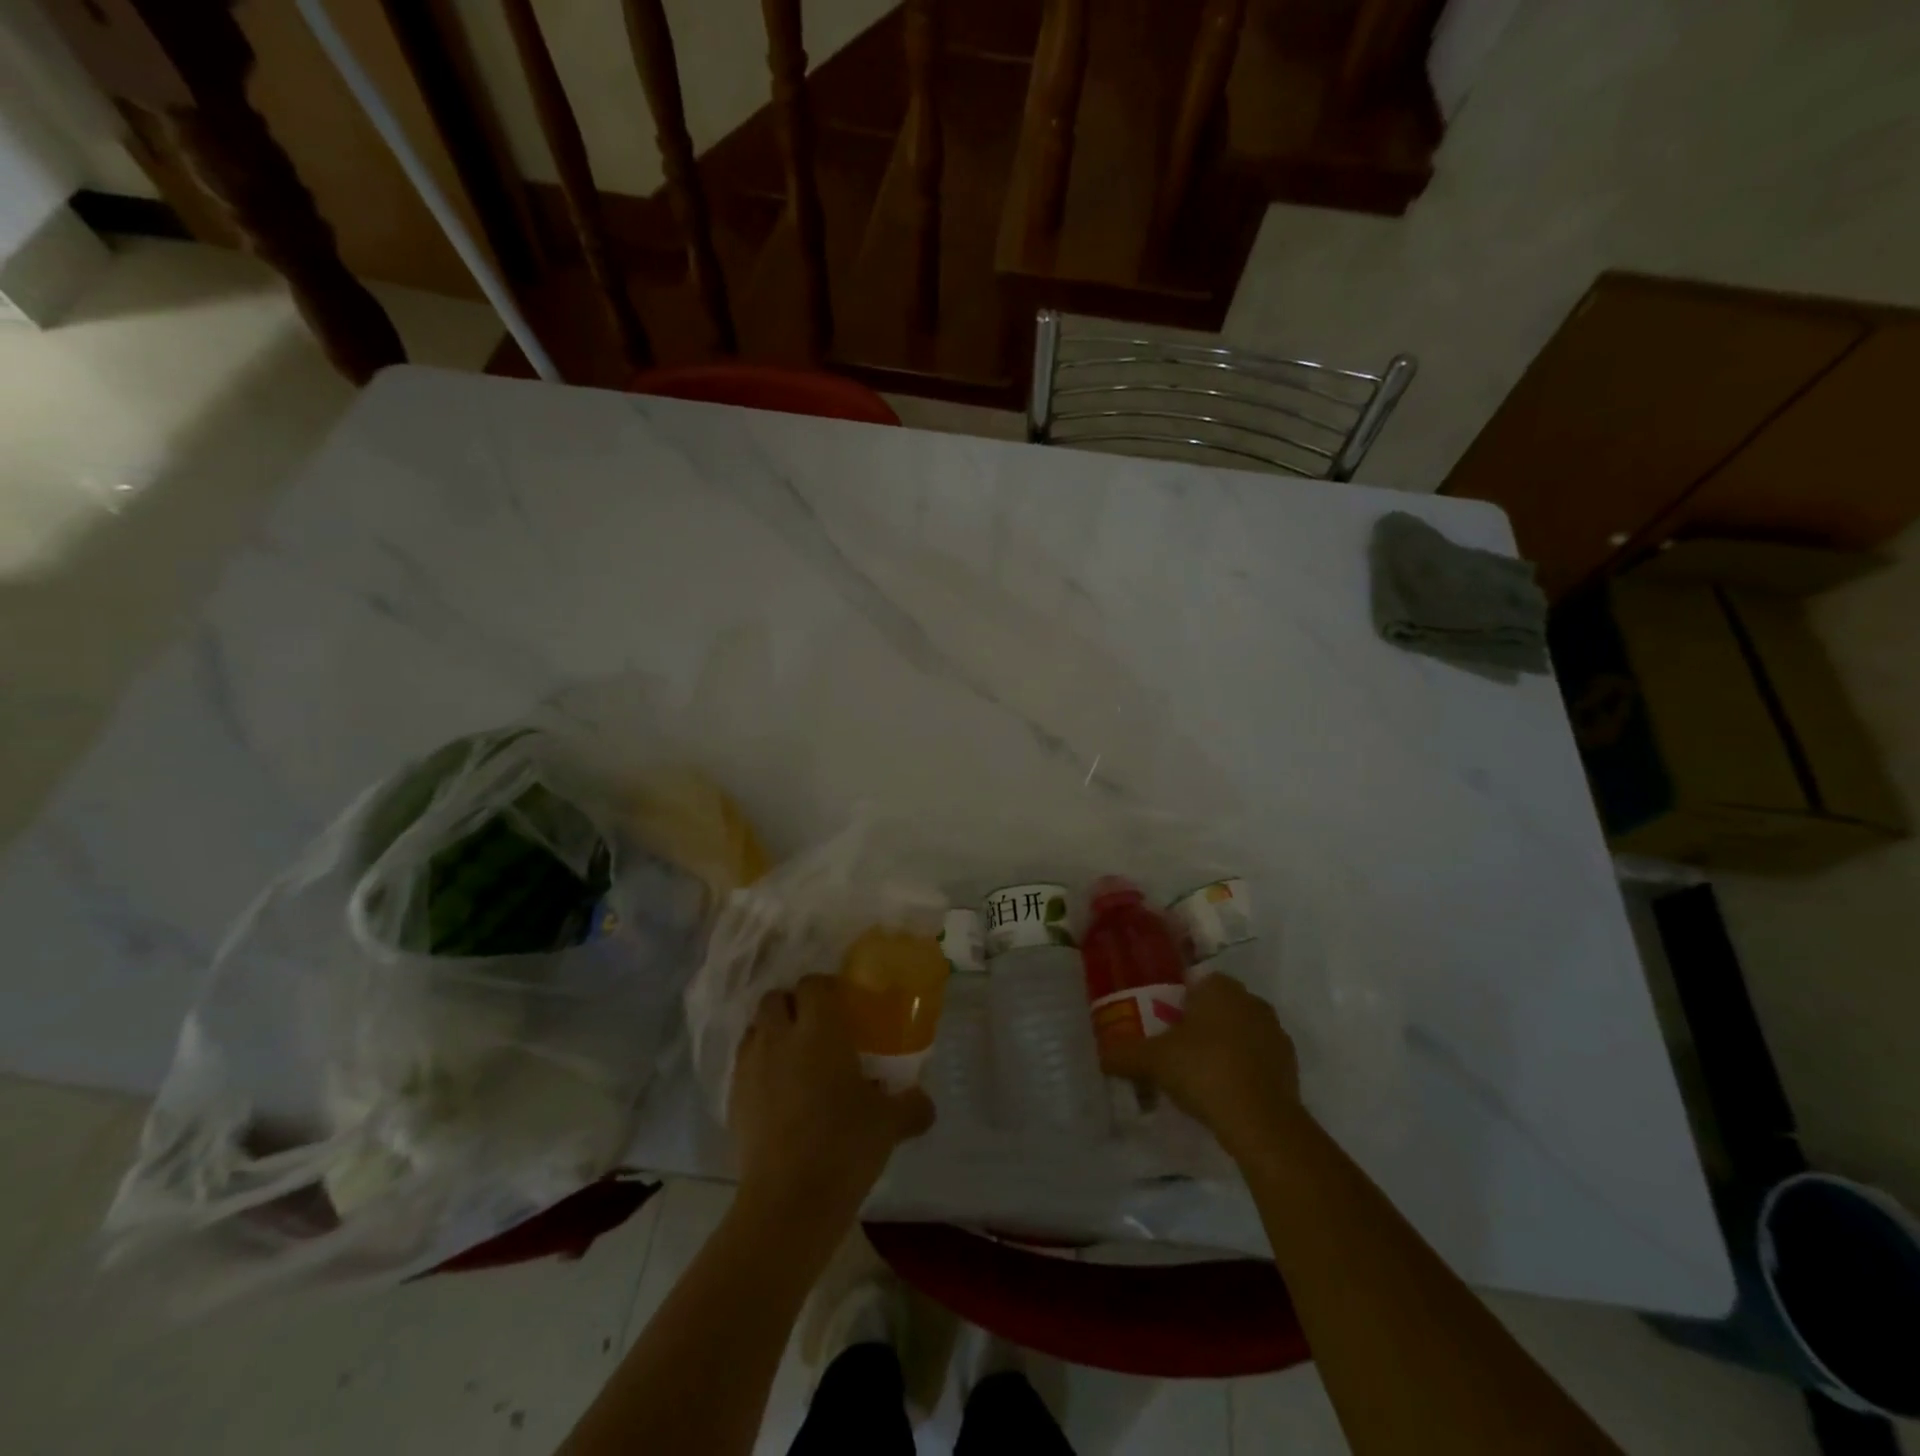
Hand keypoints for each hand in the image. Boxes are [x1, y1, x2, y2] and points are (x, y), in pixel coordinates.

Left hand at [729, 975, 934, 1237]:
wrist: (788, 1201)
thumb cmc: (844, 1145)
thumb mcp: (890, 1123)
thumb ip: (912, 1105)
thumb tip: (925, 1103)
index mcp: (819, 1029)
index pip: (813, 984)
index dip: (826, 988)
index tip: (843, 1005)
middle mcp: (780, 1037)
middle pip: (776, 998)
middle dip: (793, 1005)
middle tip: (817, 1028)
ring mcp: (750, 1067)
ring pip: (755, 1029)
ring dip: (772, 1033)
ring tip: (795, 1058)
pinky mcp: (733, 1100)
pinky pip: (744, 1065)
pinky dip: (759, 1068)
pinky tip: (779, 1094)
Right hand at [1101, 972, 1304, 1161]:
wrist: (1260, 1121)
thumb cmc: (1203, 1071)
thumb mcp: (1152, 1061)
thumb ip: (1124, 1054)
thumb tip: (1101, 1057)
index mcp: (1220, 988)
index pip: (1197, 983)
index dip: (1179, 1003)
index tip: (1164, 1026)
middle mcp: (1252, 1002)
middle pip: (1220, 1008)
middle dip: (1201, 1025)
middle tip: (1177, 1051)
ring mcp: (1275, 1034)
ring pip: (1241, 1033)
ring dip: (1225, 1048)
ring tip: (1200, 1077)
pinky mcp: (1290, 1067)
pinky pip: (1258, 1061)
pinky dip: (1244, 1072)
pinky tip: (1225, 1095)